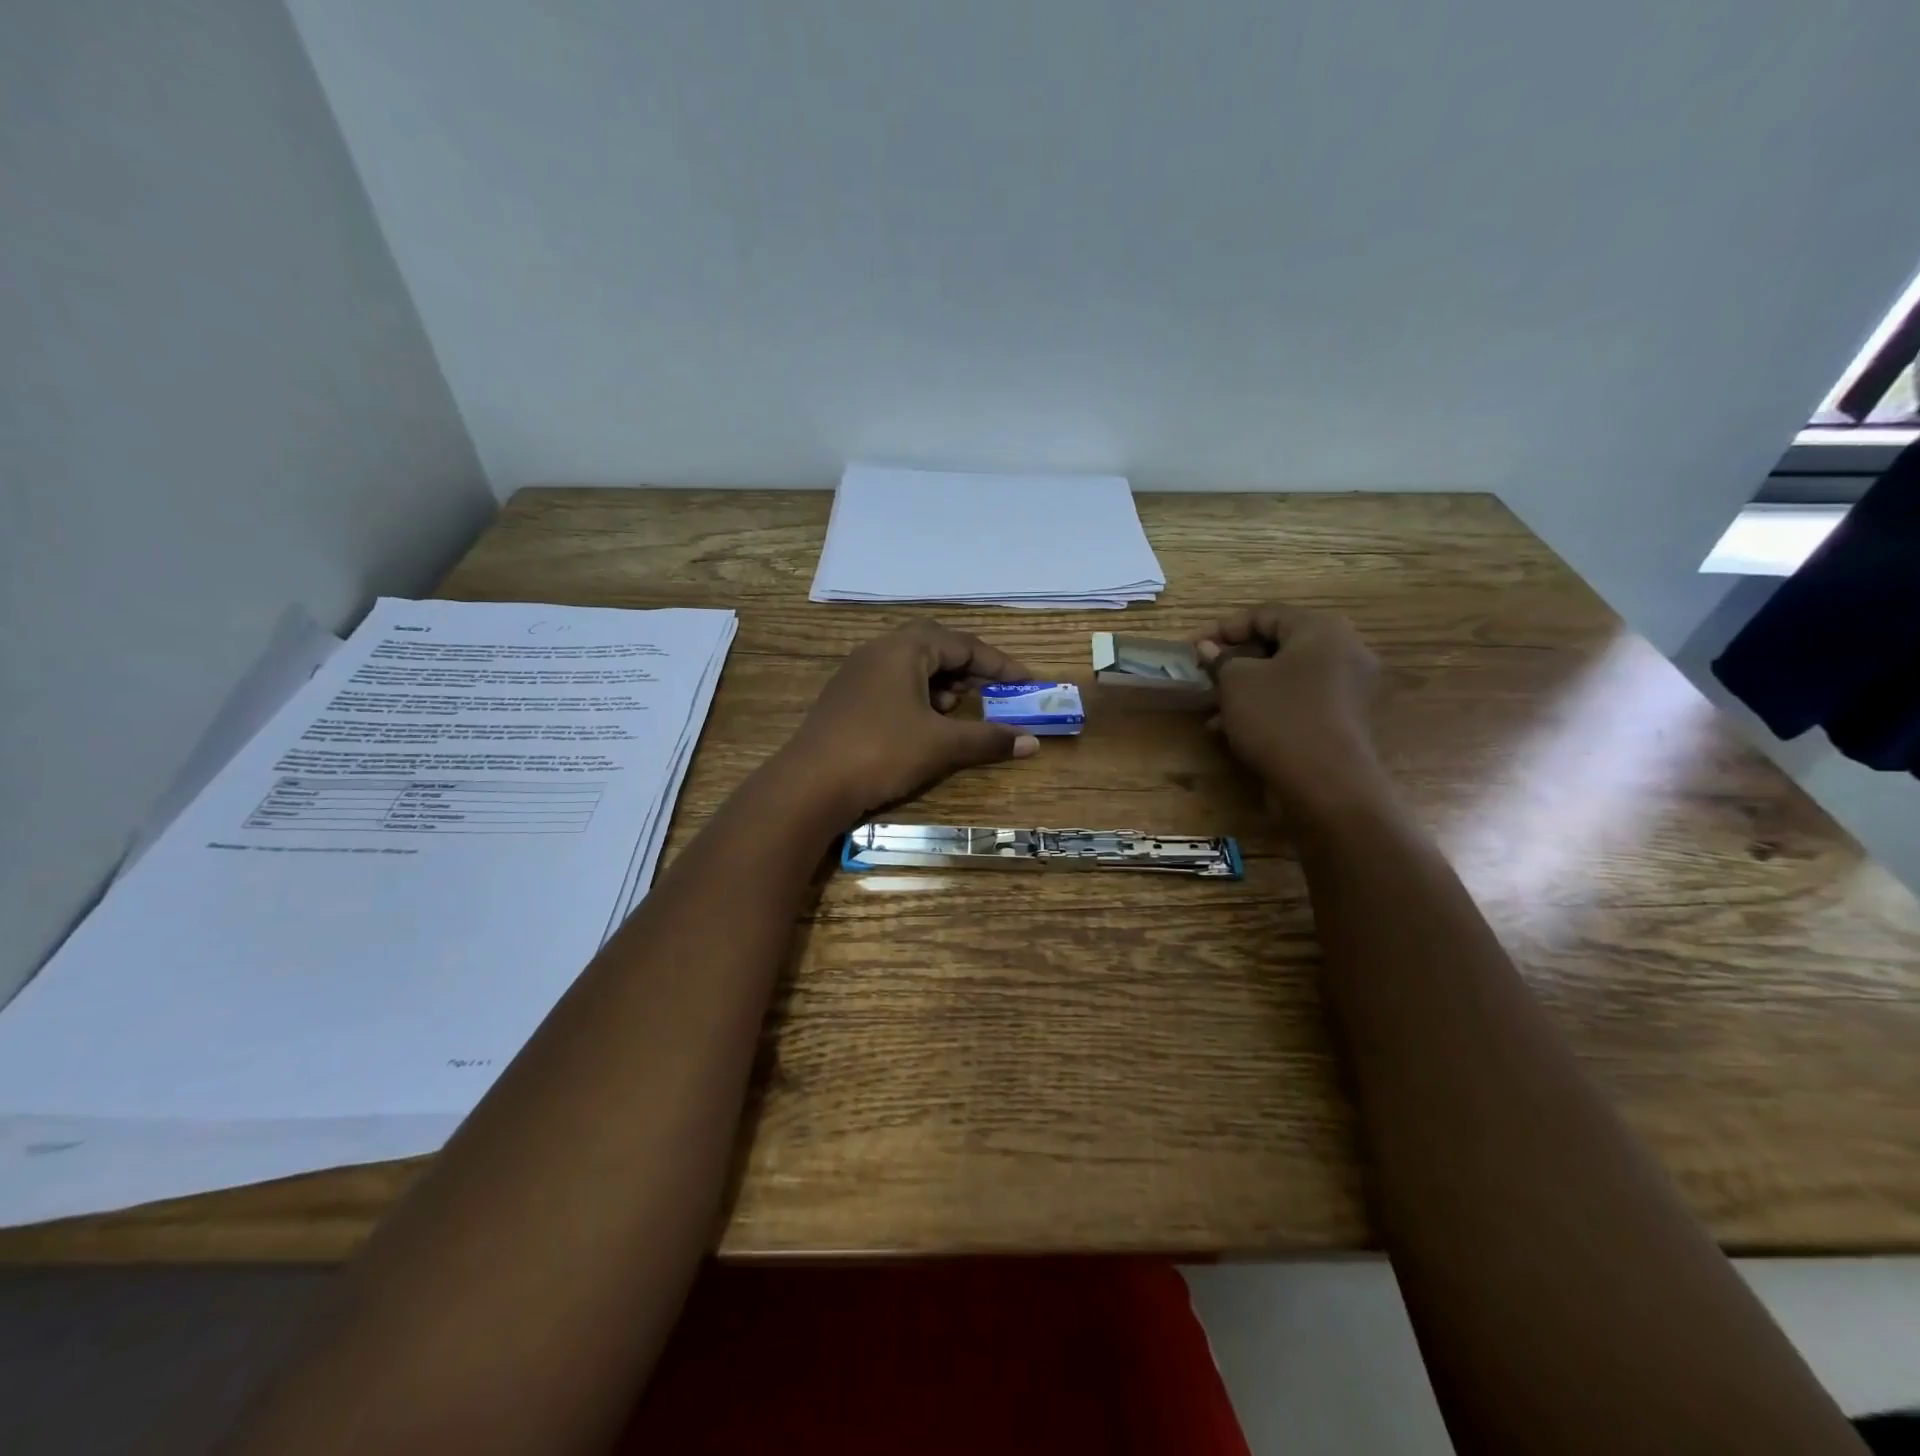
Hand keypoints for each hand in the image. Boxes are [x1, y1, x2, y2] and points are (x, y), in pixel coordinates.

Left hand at [778, 620, 1040, 823]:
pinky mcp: (845, 700)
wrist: (809, 785)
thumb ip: (988, 739)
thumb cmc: (881, 752)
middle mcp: (878, 651)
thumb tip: (1031, 742)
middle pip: (934, 648)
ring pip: (910, 668)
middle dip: (966, 670)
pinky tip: (921, 727)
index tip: (1026, 682)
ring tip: (954, 713)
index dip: (998, 664)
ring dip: (940, 685)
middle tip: (988, 693)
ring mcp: (856, 675)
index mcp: (904, 648)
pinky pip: (891, 686)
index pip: (962, 644)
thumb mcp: (941, 745)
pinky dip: (917, 699)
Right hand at [1192, 603, 1383, 814]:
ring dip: (1246, 690)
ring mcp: (1349, 688)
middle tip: (1204, 678)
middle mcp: (1344, 651)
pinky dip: (1268, 708)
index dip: (1222, 629)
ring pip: (1286, 677)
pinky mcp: (1345, 720)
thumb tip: (1208, 648)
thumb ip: (1220, 660)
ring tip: (1213, 712)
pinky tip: (1235, 730)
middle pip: (1278, 646)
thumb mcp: (1237, 683)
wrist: (1327, 784)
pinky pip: (1299, 702)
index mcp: (1321, 629)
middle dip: (1234, 662)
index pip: (1264, 614)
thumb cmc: (1279, 718)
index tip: (1192, 649)